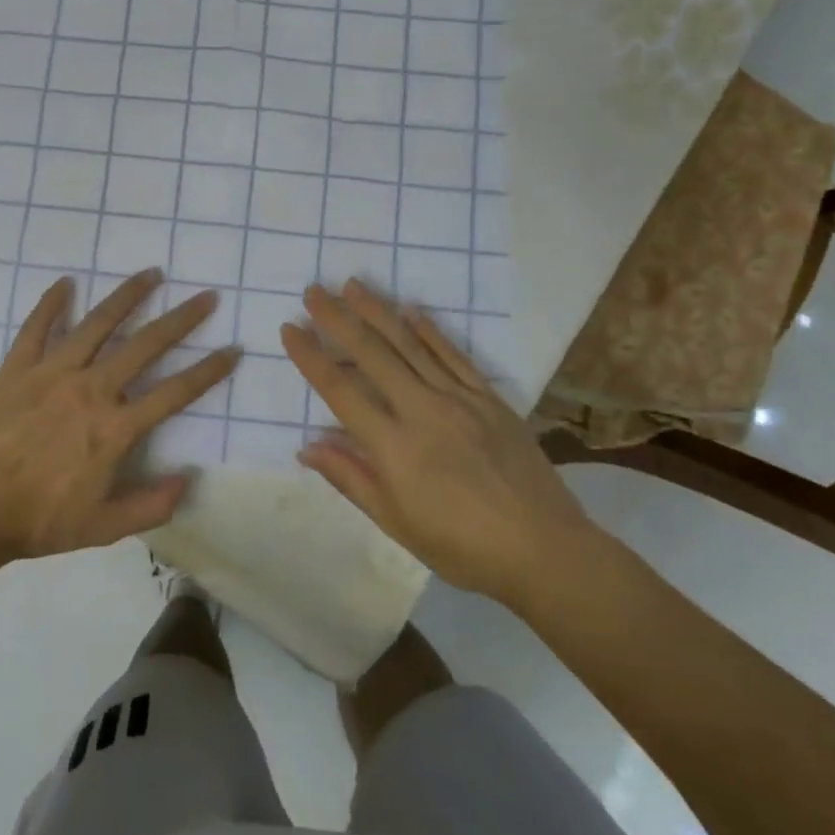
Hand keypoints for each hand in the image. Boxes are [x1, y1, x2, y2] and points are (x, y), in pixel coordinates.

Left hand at [0, 269, 237, 570]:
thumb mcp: (102, 528)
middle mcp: (92, 389)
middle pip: (146, 345)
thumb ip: (151, 506)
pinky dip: (51, 303)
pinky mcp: (18, 368)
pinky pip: (37, 327)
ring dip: (127, 297)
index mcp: (116, 427)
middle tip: (205, 297)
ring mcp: (53, 372)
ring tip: (151, 273)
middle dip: (181, 319)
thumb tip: (189, 479)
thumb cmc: (37, 520)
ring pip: (98, 324)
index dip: (209, 371)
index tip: (232, 349)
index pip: (175, 391)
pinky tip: (65, 283)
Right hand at [282, 281, 597, 606]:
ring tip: (353, 285)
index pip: (341, 391)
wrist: (544, 548)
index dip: (311, 357)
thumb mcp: (398, 524)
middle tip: (314, 291)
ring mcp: (459, 399)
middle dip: (338, 319)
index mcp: (394, 447)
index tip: (290, 329)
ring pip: (410, 345)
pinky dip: (430, 330)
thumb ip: (352, 479)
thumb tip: (308, 446)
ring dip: (378, 312)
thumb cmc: (463, 547)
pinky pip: (453, 356)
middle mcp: (422, 411)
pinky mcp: (488, 398)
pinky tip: (412, 310)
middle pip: (371, 354)